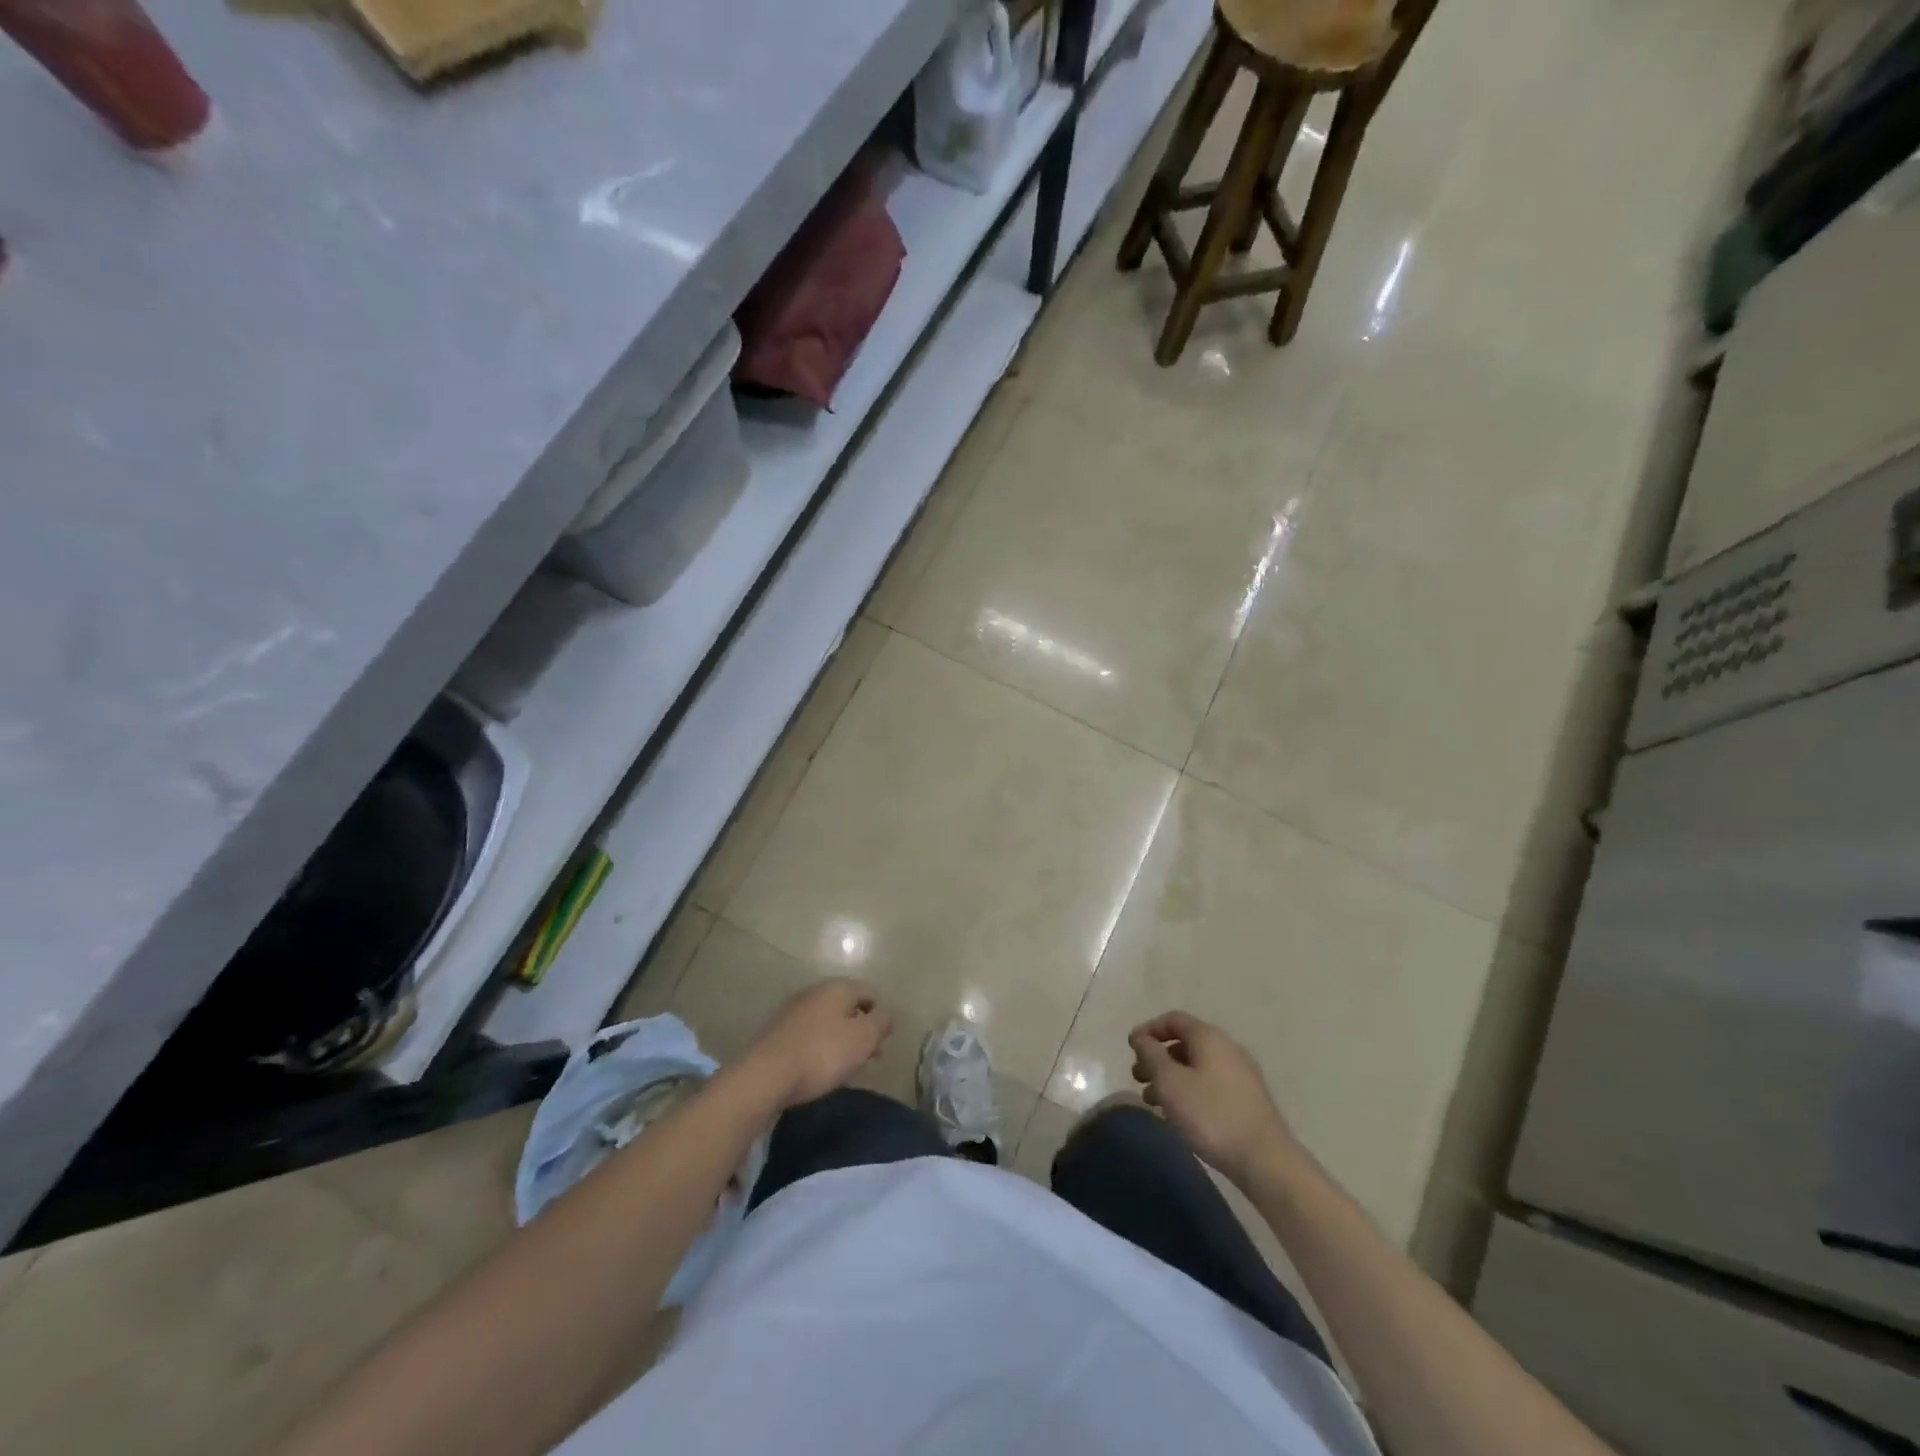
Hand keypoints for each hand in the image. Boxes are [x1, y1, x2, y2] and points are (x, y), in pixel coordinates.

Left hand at [743, 979, 892, 1108]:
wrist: (765, 1076)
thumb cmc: (822, 1054)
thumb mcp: (863, 1039)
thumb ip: (881, 1023)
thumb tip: (886, 1014)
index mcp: (837, 987)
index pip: (869, 992)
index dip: (880, 1016)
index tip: (880, 1044)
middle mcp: (815, 991)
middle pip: (848, 1006)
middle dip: (860, 1029)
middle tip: (866, 1058)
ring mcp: (793, 1010)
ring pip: (828, 1020)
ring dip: (840, 1038)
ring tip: (843, 1067)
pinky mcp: (778, 1031)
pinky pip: (809, 1033)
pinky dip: (819, 1046)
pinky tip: (817, 1067)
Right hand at [1129, 1011, 1299, 1184]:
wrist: (1265, 1160)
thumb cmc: (1210, 1115)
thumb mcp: (1170, 1082)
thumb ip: (1151, 1054)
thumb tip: (1141, 1037)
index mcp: (1209, 1037)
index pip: (1174, 1019)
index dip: (1149, 1030)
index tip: (1131, 1049)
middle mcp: (1228, 1048)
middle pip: (1185, 1043)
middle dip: (1157, 1058)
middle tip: (1138, 1078)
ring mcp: (1241, 1074)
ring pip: (1197, 1066)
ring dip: (1171, 1077)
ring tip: (1153, 1101)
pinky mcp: (1248, 1099)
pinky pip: (1210, 1083)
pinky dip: (1189, 1090)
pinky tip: (1180, 1114)